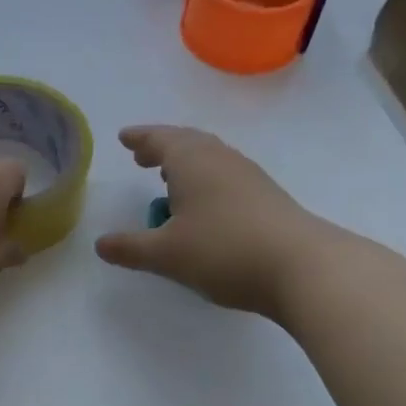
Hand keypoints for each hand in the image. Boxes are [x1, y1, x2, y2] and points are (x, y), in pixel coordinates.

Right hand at [94, 124, 347, 317]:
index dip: (140, 138)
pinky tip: (204, 205)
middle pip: (188, 142)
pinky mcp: (267, 197)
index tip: (124, 138)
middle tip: (142, 156)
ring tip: (169, 179)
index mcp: (192, 162)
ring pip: (210, 157)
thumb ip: (130, 248)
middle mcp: (220, 159)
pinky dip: (206, 179)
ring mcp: (248, 176)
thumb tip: (100, 244)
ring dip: (186, 163)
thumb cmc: (224, 252)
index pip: (160, 139)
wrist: (304, 268)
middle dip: (162, 146)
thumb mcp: (166, 255)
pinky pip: (226, 175)